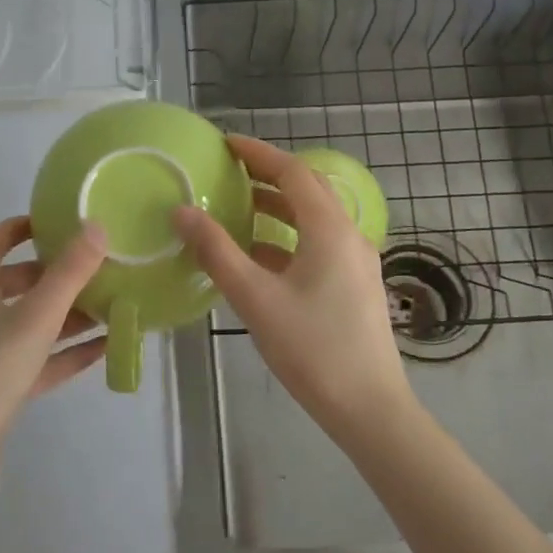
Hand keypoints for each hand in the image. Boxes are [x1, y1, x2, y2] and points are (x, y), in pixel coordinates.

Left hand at [0, 216, 106, 495]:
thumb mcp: (34, 318)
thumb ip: (68, 273)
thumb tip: (95, 226)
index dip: (20, 227)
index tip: (55, 220)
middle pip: (14, 283)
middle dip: (53, 272)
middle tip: (93, 265)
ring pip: (29, 323)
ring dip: (66, 314)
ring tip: (109, 304)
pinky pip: (36, 360)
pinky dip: (65, 352)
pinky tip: (102, 350)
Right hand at [172, 135, 416, 442]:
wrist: (370, 409)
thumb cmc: (312, 349)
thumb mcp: (255, 298)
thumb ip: (217, 251)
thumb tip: (181, 211)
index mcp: (329, 229)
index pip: (292, 172)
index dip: (258, 153)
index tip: (226, 144)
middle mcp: (348, 235)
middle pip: (307, 190)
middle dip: (268, 175)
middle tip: (229, 171)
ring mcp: (356, 261)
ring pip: (313, 218)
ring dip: (278, 207)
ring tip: (238, 206)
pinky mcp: (354, 285)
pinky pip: (318, 243)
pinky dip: (287, 237)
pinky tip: (258, 255)